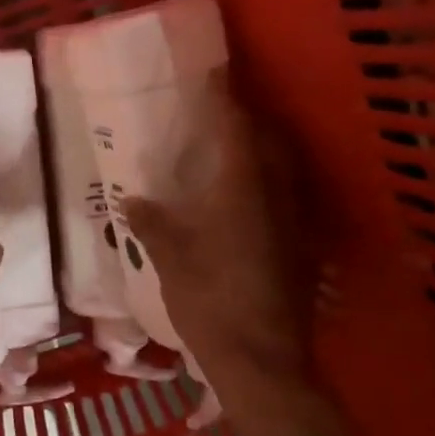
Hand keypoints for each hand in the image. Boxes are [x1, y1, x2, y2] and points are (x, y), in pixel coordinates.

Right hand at [121, 72, 310, 380]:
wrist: (263, 361)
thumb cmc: (210, 303)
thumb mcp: (170, 262)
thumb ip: (152, 224)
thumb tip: (132, 199)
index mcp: (241, 191)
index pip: (235, 128)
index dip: (223, 98)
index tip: (212, 74)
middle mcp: (276, 196)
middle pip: (269, 140)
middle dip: (247, 119)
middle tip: (220, 112)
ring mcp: (295, 221)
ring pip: (283, 167)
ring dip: (261, 148)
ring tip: (232, 147)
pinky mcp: (302, 246)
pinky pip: (287, 194)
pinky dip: (268, 180)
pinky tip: (246, 197)